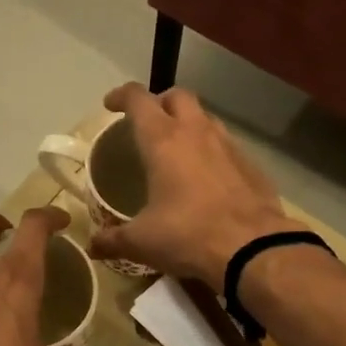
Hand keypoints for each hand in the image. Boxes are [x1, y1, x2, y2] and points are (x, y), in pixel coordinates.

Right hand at [90, 84, 305, 289]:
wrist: (253, 249)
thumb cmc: (187, 236)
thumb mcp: (141, 242)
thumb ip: (113, 240)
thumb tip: (92, 246)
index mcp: (163, 140)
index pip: (138, 99)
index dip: (121, 96)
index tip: (110, 105)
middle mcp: (197, 132)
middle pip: (178, 96)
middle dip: (160, 102)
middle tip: (148, 124)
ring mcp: (230, 146)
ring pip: (206, 118)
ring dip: (189, 125)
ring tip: (178, 150)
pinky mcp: (253, 165)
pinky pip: (228, 146)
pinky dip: (213, 152)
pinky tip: (209, 178)